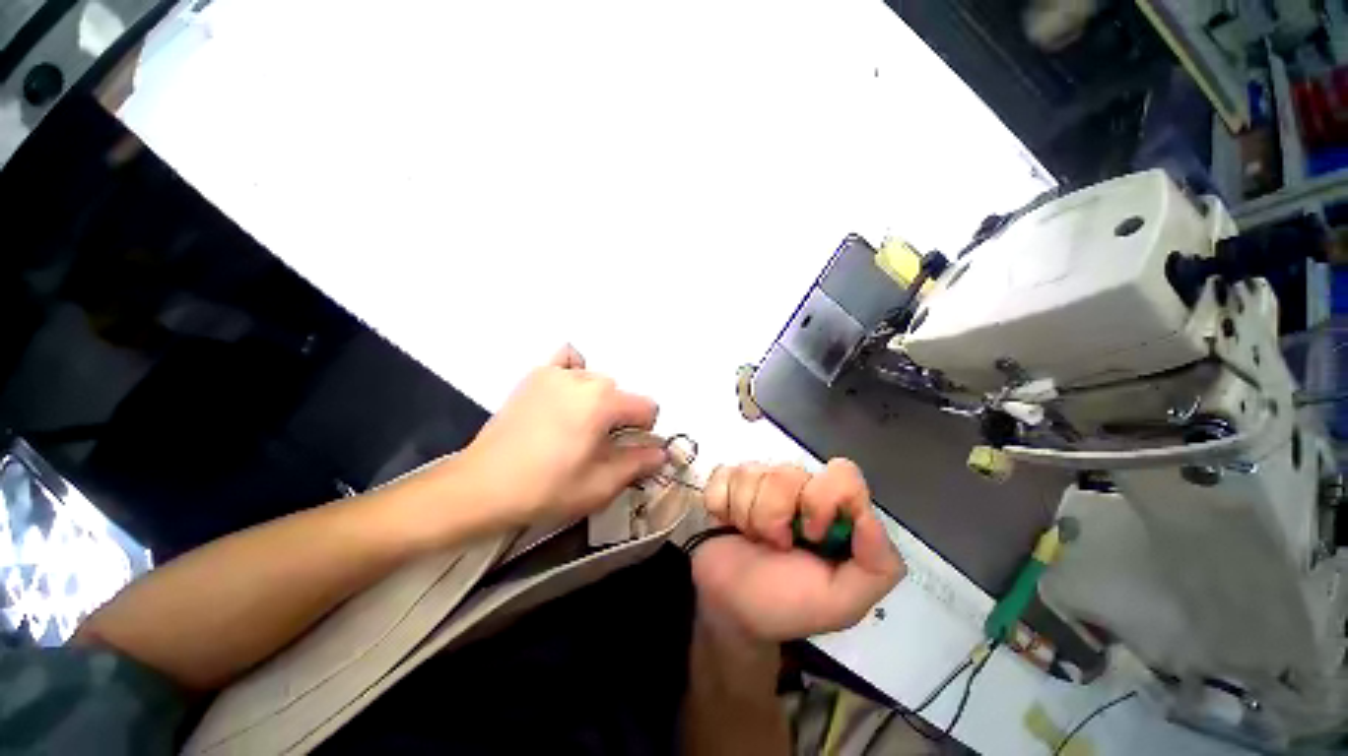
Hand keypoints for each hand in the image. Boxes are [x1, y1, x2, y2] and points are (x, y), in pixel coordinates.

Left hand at [453, 345, 667, 529]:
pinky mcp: (534, 376)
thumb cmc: (545, 488)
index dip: (644, 432)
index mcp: (604, 402)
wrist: (481, 486)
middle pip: (621, 395)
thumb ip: (638, 464)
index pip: (647, 407)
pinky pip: (566, 362)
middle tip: (596, 446)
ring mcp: (556, 373)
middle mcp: (585, 379)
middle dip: (619, 419)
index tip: (625, 452)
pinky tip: (565, 395)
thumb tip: (661, 453)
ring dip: (597, 402)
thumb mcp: (600, 485)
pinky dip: (574, 373)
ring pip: (597, 382)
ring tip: (575, 427)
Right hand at [692, 459, 904, 641]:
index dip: (822, 500)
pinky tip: (728, 524)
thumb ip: (876, 567)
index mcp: (833, 512)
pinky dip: (722, 505)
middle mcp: (800, 489)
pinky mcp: (727, 481)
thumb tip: (870, 516)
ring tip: (751, 539)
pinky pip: (724, 475)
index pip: (841, 474)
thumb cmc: (783, 605)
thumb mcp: (840, 601)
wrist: (726, 610)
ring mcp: (760, 481)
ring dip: (748, 515)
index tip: (812, 535)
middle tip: (776, 545)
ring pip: (753, 473)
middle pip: (788, 473)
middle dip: (776, 516)